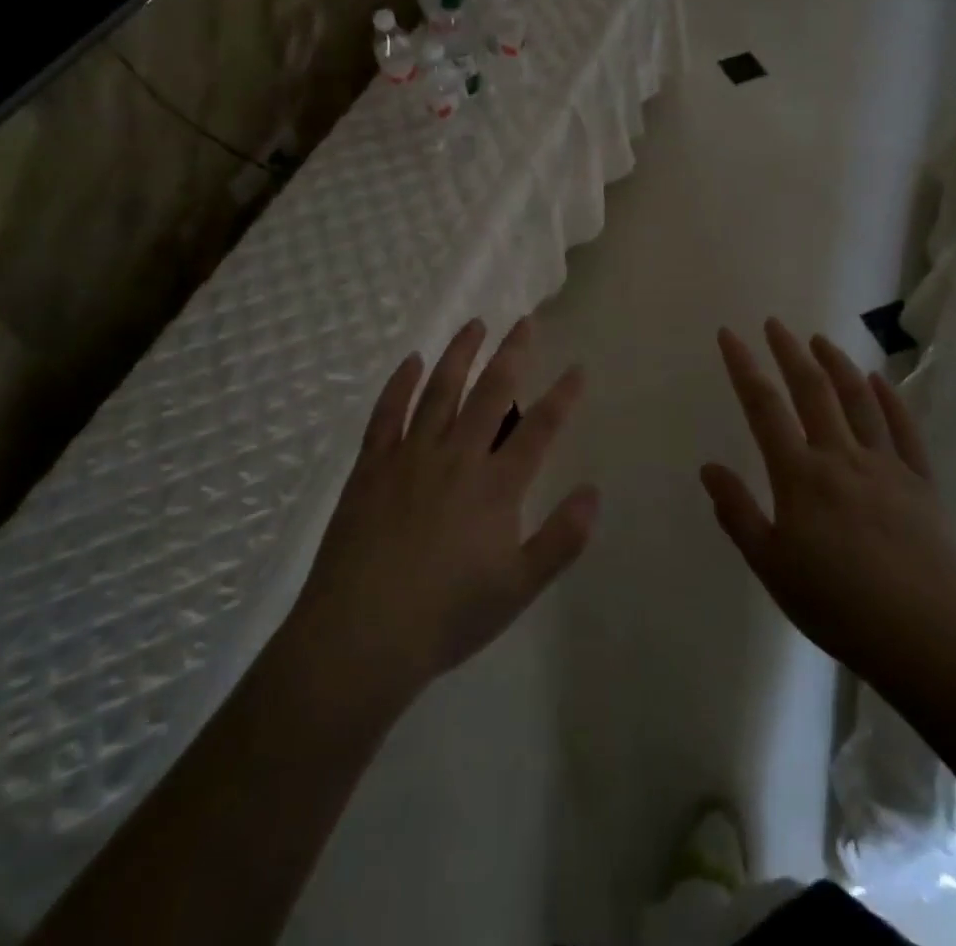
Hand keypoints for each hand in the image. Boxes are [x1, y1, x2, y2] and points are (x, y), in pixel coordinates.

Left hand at [287, 317, 597, 706]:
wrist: (361, 635)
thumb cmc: (447, 616)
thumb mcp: (518, 588)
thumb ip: (561, 539)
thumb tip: (594, 492)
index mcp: (495, 486)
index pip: (538, 429)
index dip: (562, 397)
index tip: (577, 368)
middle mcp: (457, 457)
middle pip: (491, 392)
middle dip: (512, 353)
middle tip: (525, 321)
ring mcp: (410, 455)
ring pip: (440, 390)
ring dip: (460, 354)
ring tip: (475, 324)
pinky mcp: (371, 465)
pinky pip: (387, 413)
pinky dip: (399, 383)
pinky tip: (411, 361)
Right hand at [702, 320, 955, 686]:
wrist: (929, 638)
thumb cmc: (839, 606)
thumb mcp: (771, 566)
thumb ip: (738, 514)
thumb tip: (709, 467)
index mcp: (800, 475)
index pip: (763, 406)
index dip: (743, 366)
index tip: (730, 334)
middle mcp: (841, 457)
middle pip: (812, 390)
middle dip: (789, 351)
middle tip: (775, 323)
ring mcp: (886, 465)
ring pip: (859, 400)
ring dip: (837, 364)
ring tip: (821, 340)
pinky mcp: (921, 482)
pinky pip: (904, 429)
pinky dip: (889, 398)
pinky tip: (879, 380)